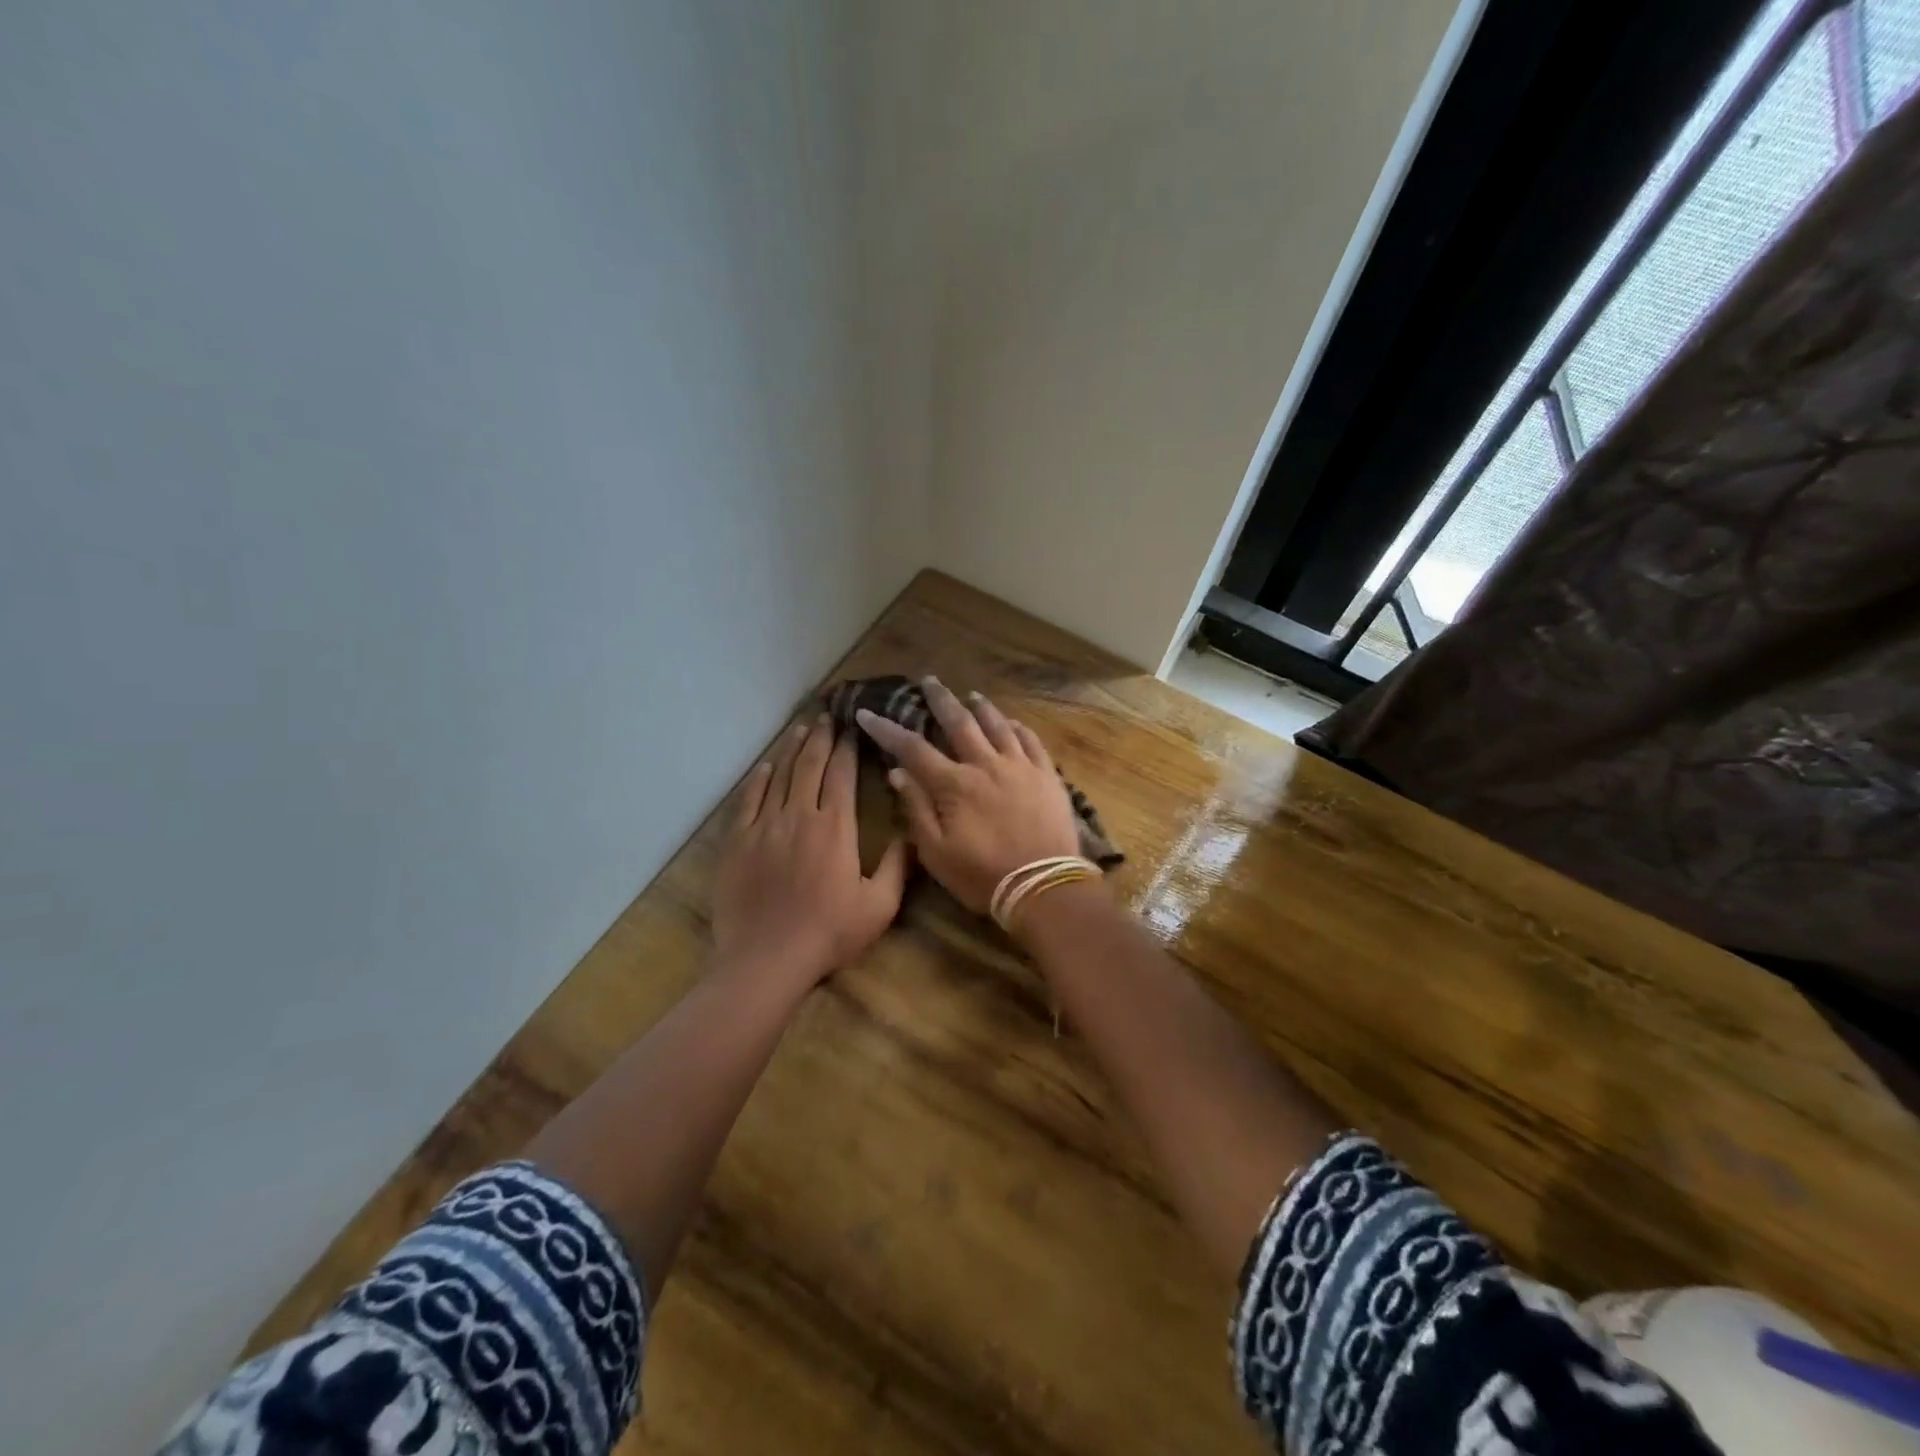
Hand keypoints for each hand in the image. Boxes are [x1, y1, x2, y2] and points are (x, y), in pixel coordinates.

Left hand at [712, 716, 909, 988]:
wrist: (766, 958)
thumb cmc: (828, 933)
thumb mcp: (879, 906)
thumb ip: (898, 867)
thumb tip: (913, 835)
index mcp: (836, 827)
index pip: (842, 775)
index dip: (847, 748)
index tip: (851, 728)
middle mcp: (799, 815)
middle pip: (810, 765)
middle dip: (820, 737)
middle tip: (826, 716)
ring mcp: (764, 826)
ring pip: (779, 776)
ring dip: (792, 750)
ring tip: (800, 729)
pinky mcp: (737, 841)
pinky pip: (748, 800)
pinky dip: (758, 779)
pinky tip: (766, 766)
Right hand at [855, 677, 1082, 914]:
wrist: (1044, 887)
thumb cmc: (983, 876)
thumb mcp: (936, 852)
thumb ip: (916, 809)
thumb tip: (897, 773)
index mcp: (954, 784)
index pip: (913, 748)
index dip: (887, 730)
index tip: (867, 713)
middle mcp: (986, 764)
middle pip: (959, 722)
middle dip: (940, 699)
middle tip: (929, 680)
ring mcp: (1020, 766)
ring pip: (997, 725)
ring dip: (981, 707)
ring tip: (971, 695)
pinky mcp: (1047, 775)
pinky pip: (1031, 741)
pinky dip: (1017, 727)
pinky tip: (1012, 722)